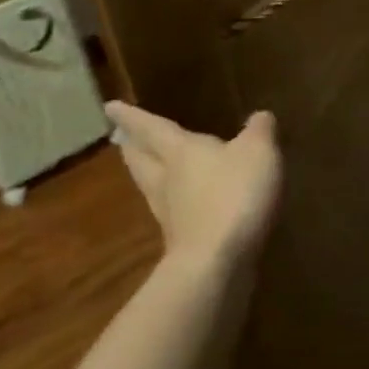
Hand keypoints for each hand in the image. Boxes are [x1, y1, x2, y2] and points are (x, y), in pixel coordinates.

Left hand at [106, 102, 281, 283]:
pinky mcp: (182, 241)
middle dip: (133, 147)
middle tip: (121, 139)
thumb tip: (258, 116)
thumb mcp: (259, 151)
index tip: (109, 107)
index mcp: (180, 151)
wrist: (218, 261)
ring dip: (146, 175)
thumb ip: (259, 130)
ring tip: (146, 167)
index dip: (132, 116)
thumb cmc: (234, 194)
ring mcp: (170, 214)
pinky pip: (172, 212)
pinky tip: (186, 204)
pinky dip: (174, 203)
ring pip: (151, 186)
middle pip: (142, 160)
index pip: (151, 127)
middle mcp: (167, 180)